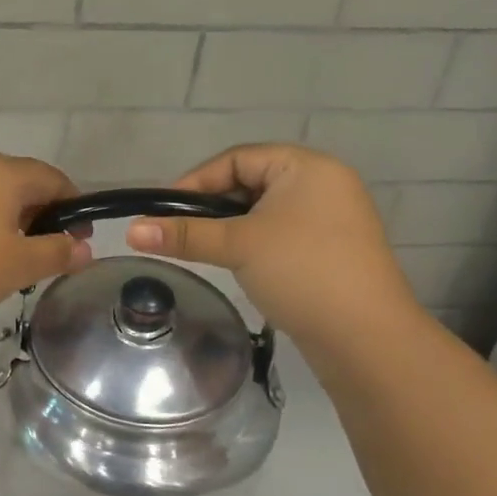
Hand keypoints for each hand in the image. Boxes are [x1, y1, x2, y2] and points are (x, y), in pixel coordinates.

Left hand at [0, 155, 93, 321]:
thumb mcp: (19, 266)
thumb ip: (57, 254)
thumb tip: (84, 248)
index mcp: (5, 174)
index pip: (54, 179)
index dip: (74, 207)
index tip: (78, 240)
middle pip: (22, 183)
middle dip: (42, 214)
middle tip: (46, 251)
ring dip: (10, 220)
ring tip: (11, 256)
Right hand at [126, 144, 417, 347]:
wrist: (366, 337)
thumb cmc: (301, 272)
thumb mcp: (237, 246)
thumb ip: (183, 234)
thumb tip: (130, 231)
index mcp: (307, 166)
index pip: (237, 159)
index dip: (196, 181)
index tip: (164, 211)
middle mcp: (324, 183)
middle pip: (250, 182)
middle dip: (212, 206)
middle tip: (180, 232)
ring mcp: (332, 218)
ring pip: (264, 210)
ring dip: (231, 227)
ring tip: (204, 249)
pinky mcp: (332, 249)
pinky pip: (282, 232)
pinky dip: (254, 242)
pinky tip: (238, 264)